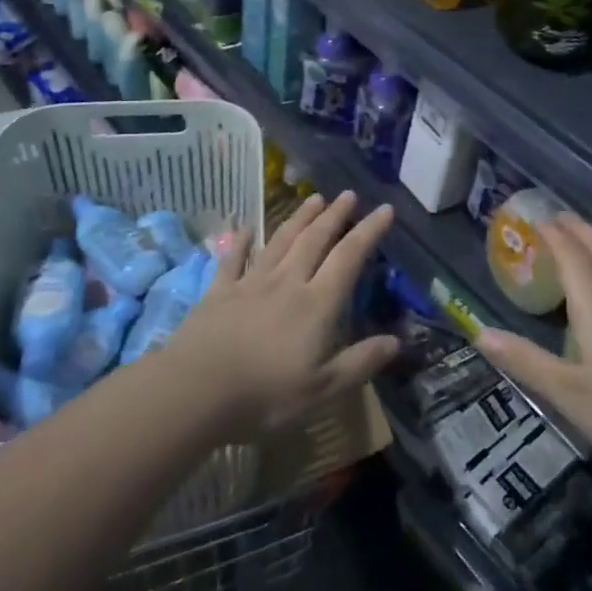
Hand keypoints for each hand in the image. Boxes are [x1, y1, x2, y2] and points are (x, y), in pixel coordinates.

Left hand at [165, 191, 397, 438]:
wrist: (194, 391)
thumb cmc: (264, 396)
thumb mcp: (322, 390)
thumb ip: (359, 363)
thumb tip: (397, 340)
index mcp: (316, 304)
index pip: (349, 258)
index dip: (369, 231)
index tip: (385, 209)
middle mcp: (286, 283)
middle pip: (315, 240)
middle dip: (334, 216)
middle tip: (348, 194)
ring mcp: (250, 284)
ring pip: (280, 241)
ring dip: (299, 218)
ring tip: (314, 198)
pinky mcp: (218, 292)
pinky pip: (232, 259)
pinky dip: (240, 241)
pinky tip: (244, 227)